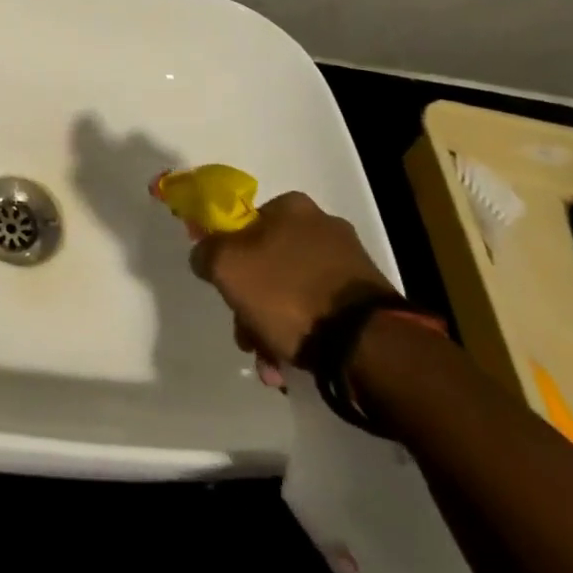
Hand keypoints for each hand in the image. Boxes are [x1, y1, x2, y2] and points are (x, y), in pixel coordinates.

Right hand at [189, 191, 392, 365]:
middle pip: (267, 264)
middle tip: (246, 338)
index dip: (228, 258)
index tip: (225, 291)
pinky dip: (303, 335)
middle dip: (251, 305)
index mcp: (291, 207)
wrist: (367, 345)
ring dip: (273, 327)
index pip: (244, 225)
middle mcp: (323, 226)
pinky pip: (319, 311)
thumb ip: (206, 252)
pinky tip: (294, 365)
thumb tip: (205, 254)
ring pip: (291, 292)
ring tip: (271, 365)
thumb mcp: (227, 266)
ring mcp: (349, 263)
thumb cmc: (288, 293)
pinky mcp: (367, 299)